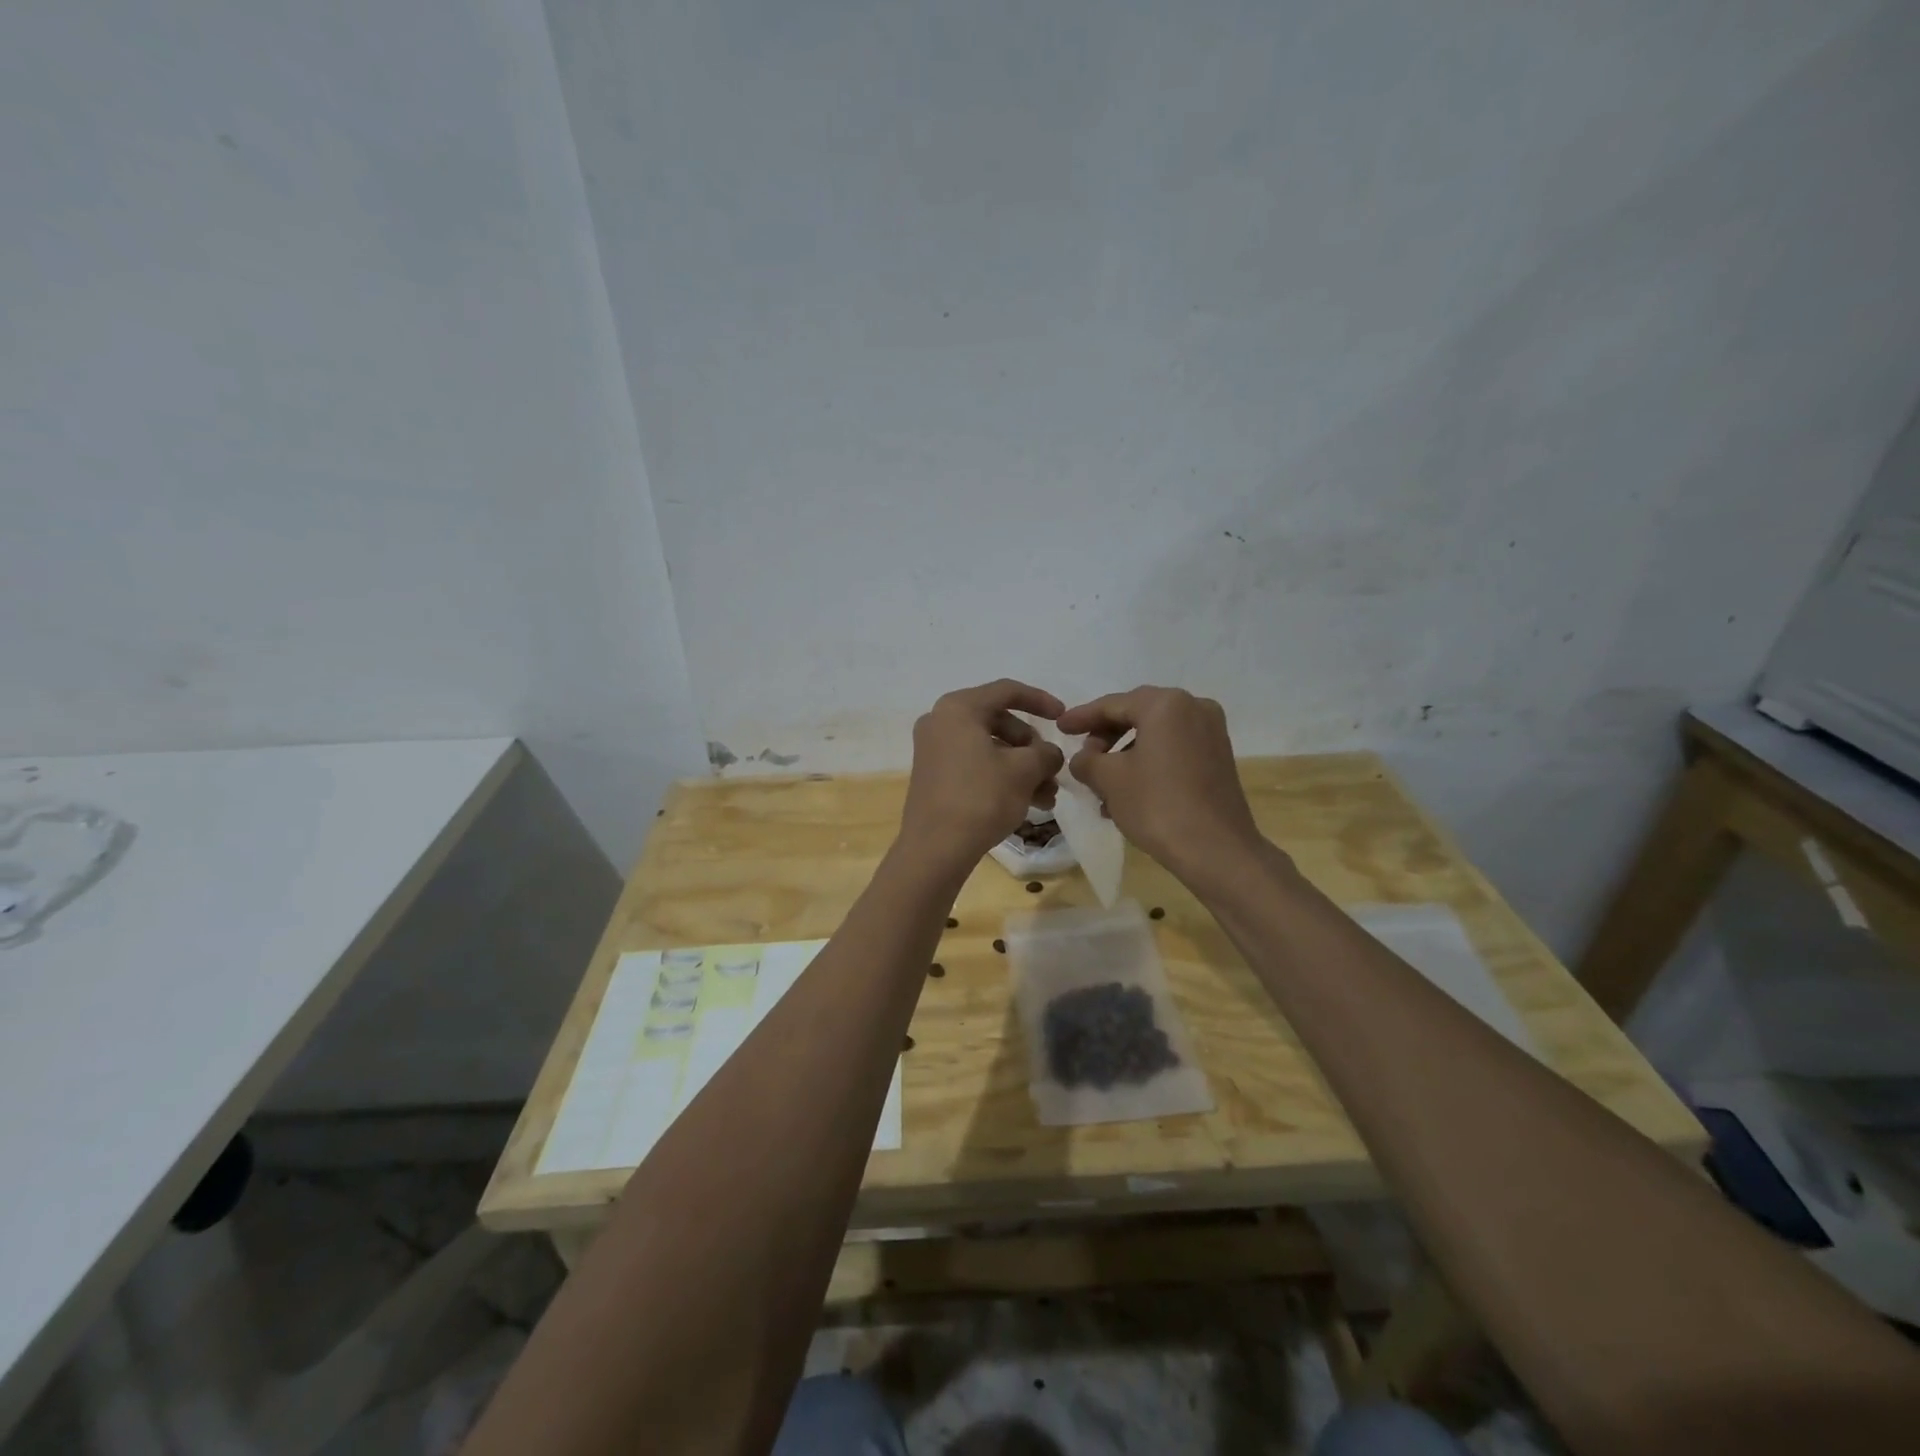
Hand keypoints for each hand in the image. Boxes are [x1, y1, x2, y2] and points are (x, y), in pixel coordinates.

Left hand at [899, 680, 1065, 871]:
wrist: (935, 849)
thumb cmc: (981, 798)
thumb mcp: (1024, 771)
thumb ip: (1045, 754)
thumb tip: (1049, 755)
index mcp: (958, 708)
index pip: (1007, 691)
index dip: (1040, 701)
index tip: (1063, 717)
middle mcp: (940, 722)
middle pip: (999, 721)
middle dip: (1031, 747)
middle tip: (1052, 769)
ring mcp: (934, 750)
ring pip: (990, 748)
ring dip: (1022, 769)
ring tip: (1047, 797)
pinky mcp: (934, 776)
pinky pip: (975, 765)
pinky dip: (1001, 778)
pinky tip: (1027, 804)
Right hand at [1057, 686, 1264, 884]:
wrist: (1216, 851)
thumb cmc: (1157, 806)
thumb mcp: (1108, 779)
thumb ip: (1086, 760)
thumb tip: (1083, 758)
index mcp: (1165, 704)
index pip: (1112, 704)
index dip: (1081, 717)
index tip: (1059, 728)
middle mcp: (1193, 707)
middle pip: (1136, 715)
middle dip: (1105, 737)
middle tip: (1082, 756)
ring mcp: (1211, 732)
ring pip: (1155, 735)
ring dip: (1124, 755)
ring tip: (1101, 785)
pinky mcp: (1219, 757)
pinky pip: (1173, 750)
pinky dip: (1148, 763)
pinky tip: (1128, 793)